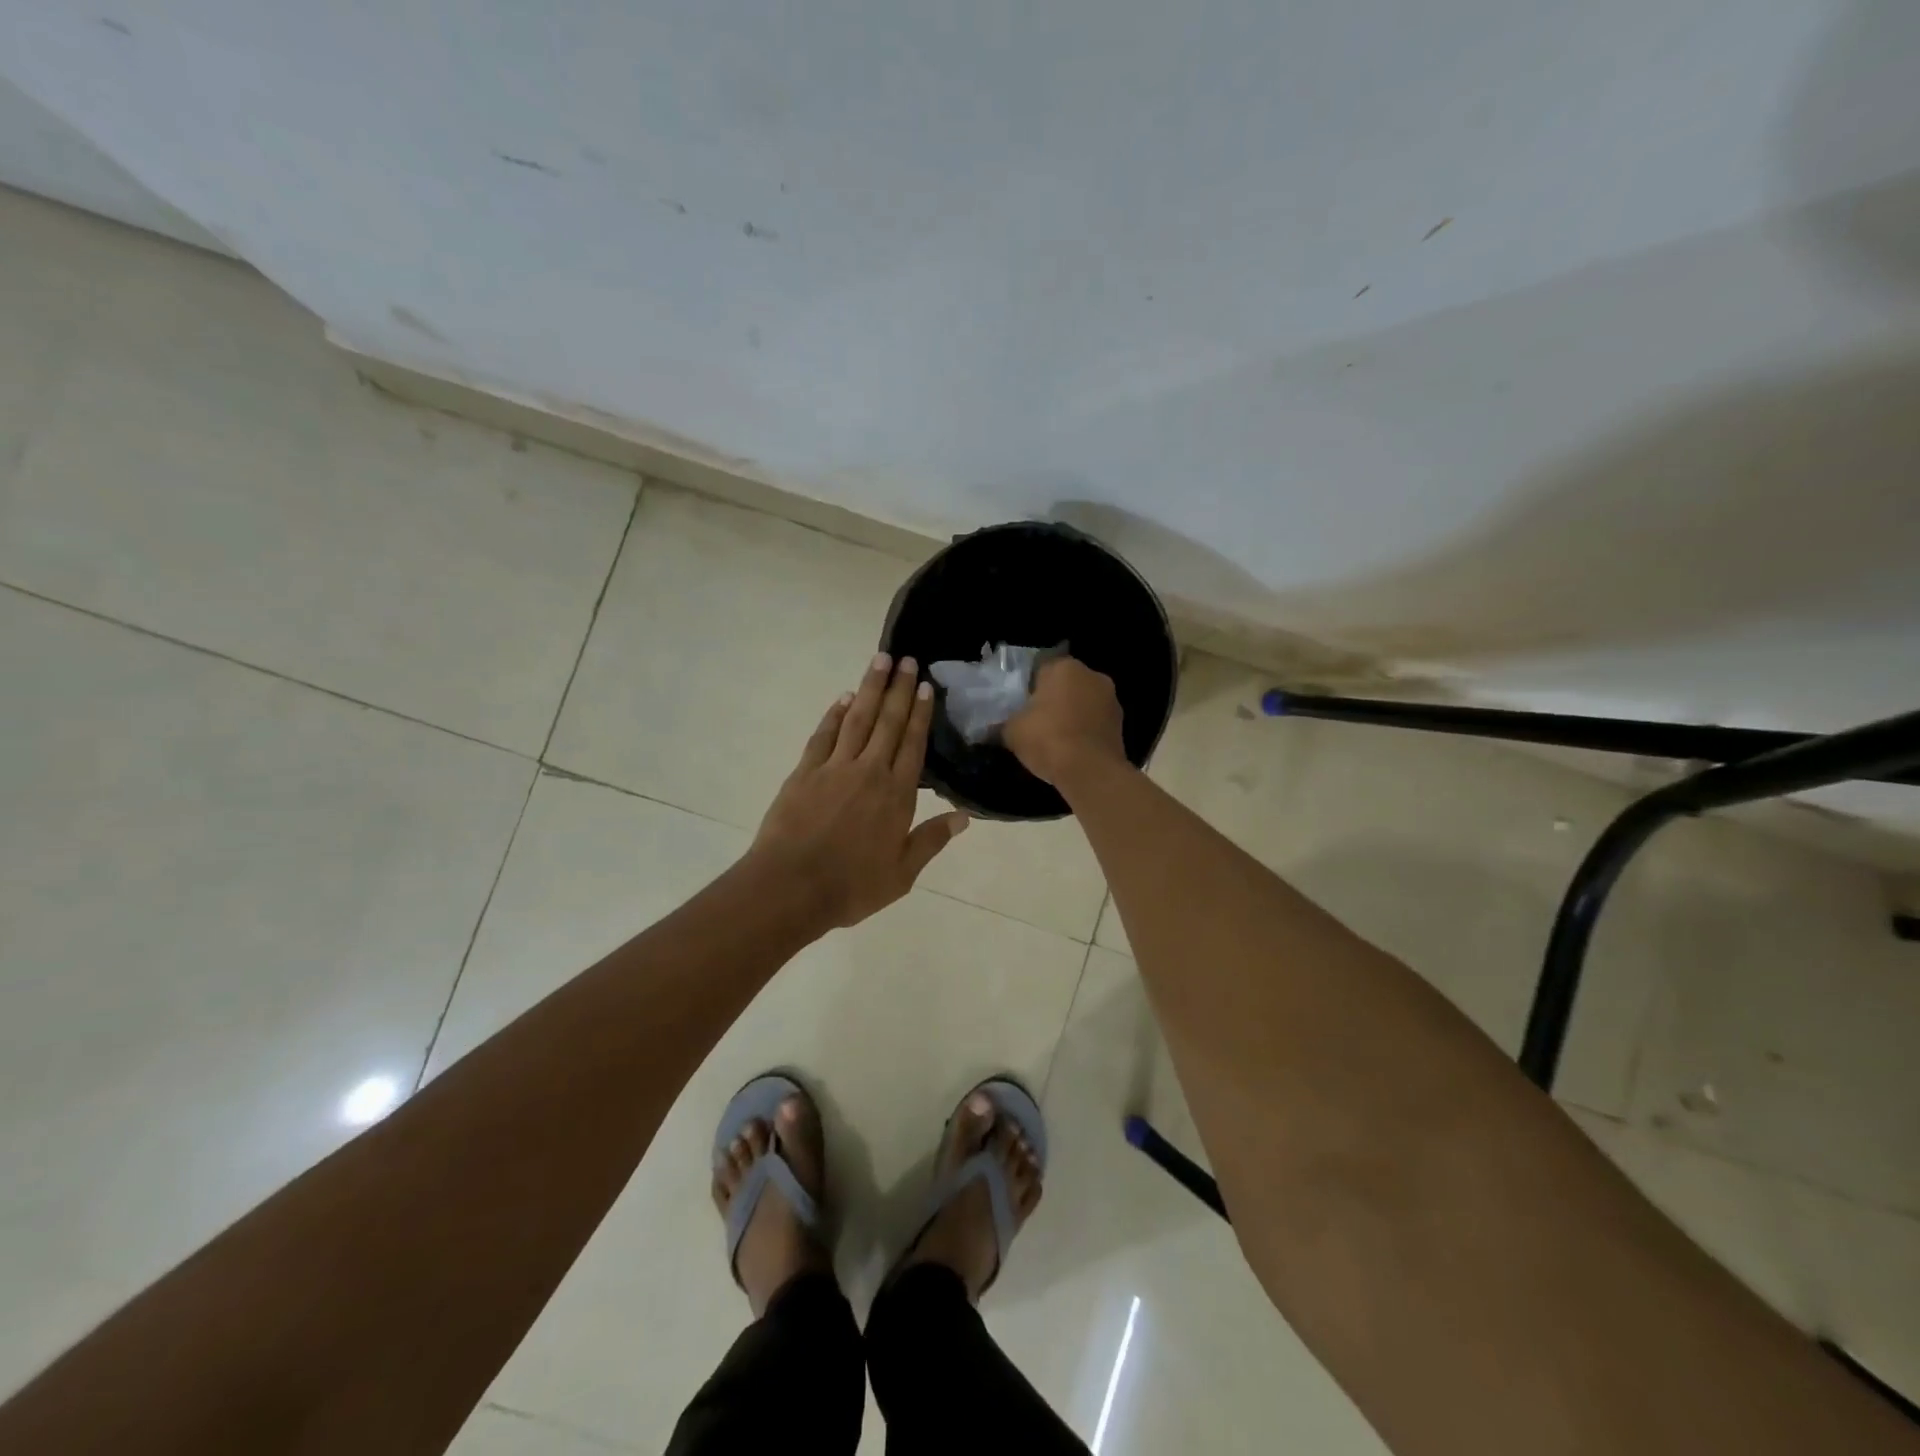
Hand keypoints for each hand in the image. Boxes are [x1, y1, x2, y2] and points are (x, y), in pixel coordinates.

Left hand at [753, 653, 970, 927]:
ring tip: (879, 661)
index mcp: (896, 795)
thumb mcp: (901, 874)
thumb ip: (931, 841)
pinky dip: (834, 714)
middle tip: (906, 659)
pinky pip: (824, 735)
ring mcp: (834, 768)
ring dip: (869, 688)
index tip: (924, 686)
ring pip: (857, 719)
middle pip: (887, 722)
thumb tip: (964, 817)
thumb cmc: (851, 886)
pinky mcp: (804, 772)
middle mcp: (869, 772)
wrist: (790, 887)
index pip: (913, 745)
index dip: (920, 714)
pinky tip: (843, 699)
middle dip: (898, 689)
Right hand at [1003, 657, 1126, 785]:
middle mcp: (1092, 675)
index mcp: (1064, 667)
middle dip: (1052, 698)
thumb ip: (1003, 723)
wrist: (1090, 771)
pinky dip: (1085, 730)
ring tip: (1055, 738)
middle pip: (1065, 683)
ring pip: (1083, 702)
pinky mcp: (1121, 723)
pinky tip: (1072, 749)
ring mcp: (1111, 699)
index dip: (1028, 687)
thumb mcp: (1011, 731)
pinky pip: (1095, 721)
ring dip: (1071, 714)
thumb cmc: (1048, 739)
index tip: (1020, 706)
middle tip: (1035, 721)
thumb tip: (992, 728)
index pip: (1040, 668)